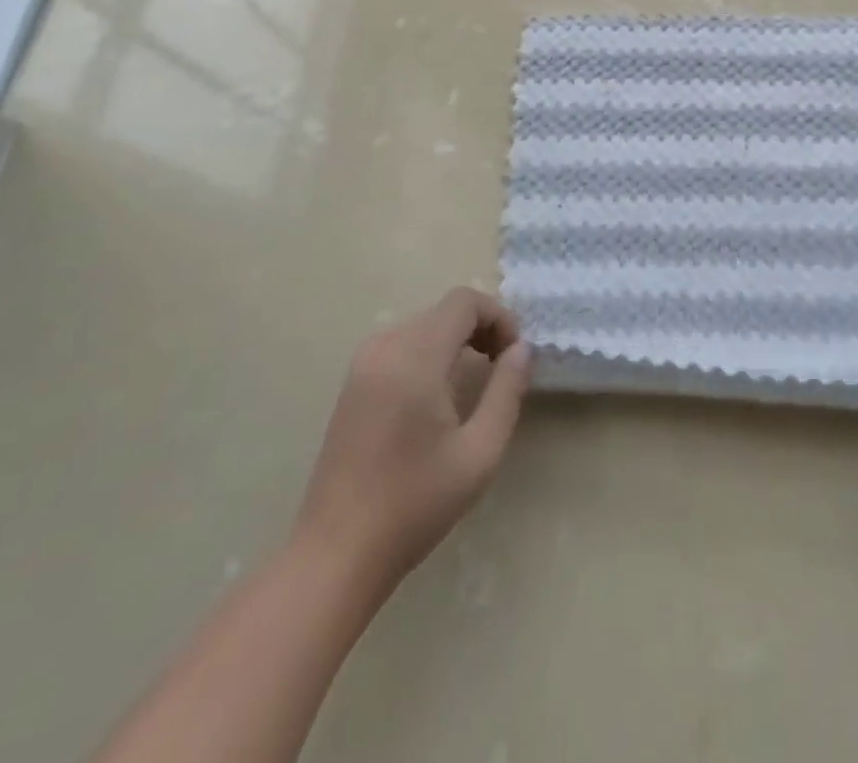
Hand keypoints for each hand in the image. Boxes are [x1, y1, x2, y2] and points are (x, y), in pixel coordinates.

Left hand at [294, 288, 530, 587]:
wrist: (336, 555)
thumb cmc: (415, 504)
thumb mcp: (479, 452)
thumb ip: (506, 391)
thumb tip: (522, 349)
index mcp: (414, 357)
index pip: (464, 302)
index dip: (499, 317)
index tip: (514, 356)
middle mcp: (384, 347)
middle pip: (444, 310)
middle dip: (482, 328)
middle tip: (503, 369)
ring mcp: (362, 364)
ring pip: (424, 324)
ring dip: (457, 339)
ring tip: (477, 380)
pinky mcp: (353, 384)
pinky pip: (403, 344)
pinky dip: (431, 351)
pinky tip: (439, 394)